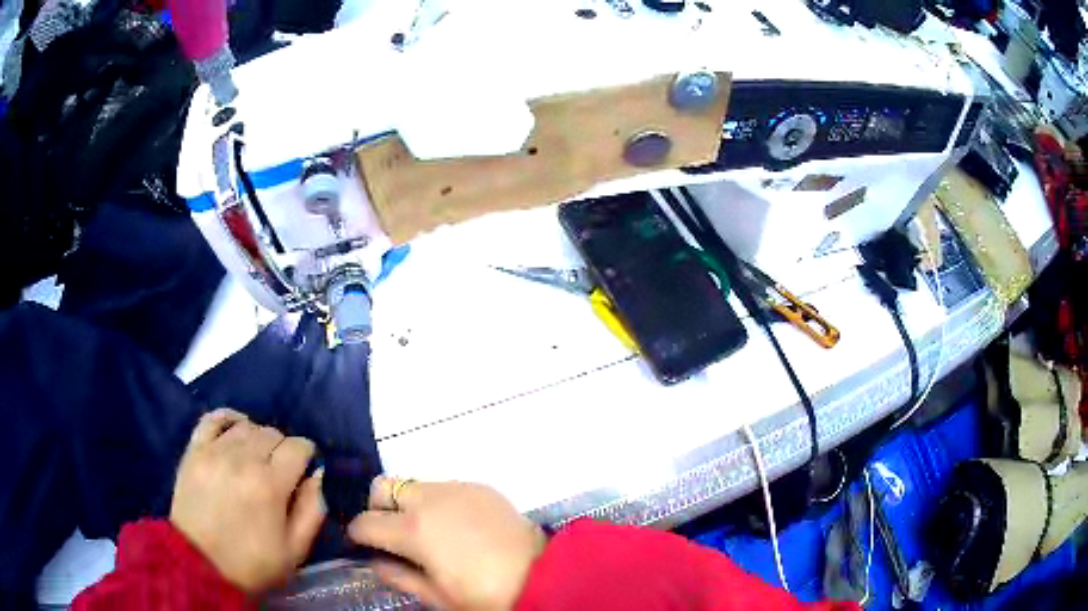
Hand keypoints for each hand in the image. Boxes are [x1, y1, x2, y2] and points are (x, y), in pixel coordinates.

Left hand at [170, 408, 325, 593]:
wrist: (200, 565)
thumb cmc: (252, 563)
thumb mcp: (295, 550)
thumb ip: (312, 510)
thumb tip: (317, 476)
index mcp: (271, 485)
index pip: (298, 446)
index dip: (307, 456)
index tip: (304, 472)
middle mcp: (243, 459)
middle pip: (273, 432)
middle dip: (283, 449)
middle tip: (279, 472)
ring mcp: (215, 451)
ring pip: (247, 425)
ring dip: (257, 438)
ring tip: (256, 459)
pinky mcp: (195, 450)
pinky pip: (214, 418)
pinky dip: (229, 419)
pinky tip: (235, 432)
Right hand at [348, 478, 546, 609]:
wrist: (542, 576)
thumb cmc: (484, 594)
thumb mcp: (435, 596)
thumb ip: (397, 575)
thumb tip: (375, 560)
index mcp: (413, 530)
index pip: (365, 522)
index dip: (357, 534)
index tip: (362, 544)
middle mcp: (429, 499)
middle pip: (383, 487)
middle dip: (378, 508)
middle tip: (392, 533)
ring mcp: (457, 487)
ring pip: (414, 484)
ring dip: (409, 503)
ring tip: (428, 531)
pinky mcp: (480, 486)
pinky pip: (446, 487)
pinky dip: (439, 502)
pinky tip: (457, 526)